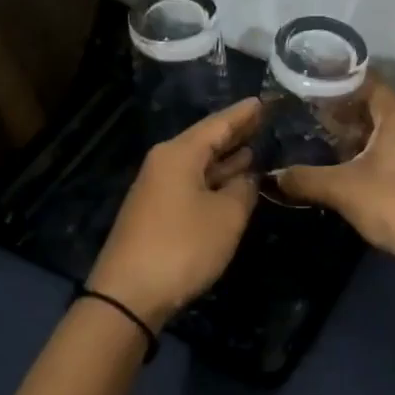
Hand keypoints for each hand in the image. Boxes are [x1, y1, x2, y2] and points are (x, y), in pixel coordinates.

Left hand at [87, 99, 262, 328]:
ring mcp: (158, 188)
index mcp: (179, 154)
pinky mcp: (156, 212)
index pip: (218, 124)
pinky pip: (191, 184)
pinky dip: (214, 179)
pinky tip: (232, 182)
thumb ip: (244, 190)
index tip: (264, 100)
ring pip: (198, 164)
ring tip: (254, 148)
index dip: (243, 114)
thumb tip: (248, 178)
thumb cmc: (183, 246)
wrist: (129, 294)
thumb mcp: (227, 216)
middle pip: (205, 141)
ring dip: (225, 159)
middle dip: (235, 133)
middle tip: (264, 121)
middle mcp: (165, 163)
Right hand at [275, 79, 394, 267]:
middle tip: (299, 115)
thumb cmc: (394, 203)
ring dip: (346, 133)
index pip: (362, 80)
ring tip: (310, 138)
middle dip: (334, 110)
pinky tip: (337, 164)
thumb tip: (273, 176)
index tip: (301, 88)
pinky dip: (361, 150)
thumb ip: (304, 178)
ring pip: (376, 127)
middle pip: (368, 103)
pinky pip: (384, 146)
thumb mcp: (342, 189)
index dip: (330, 83)